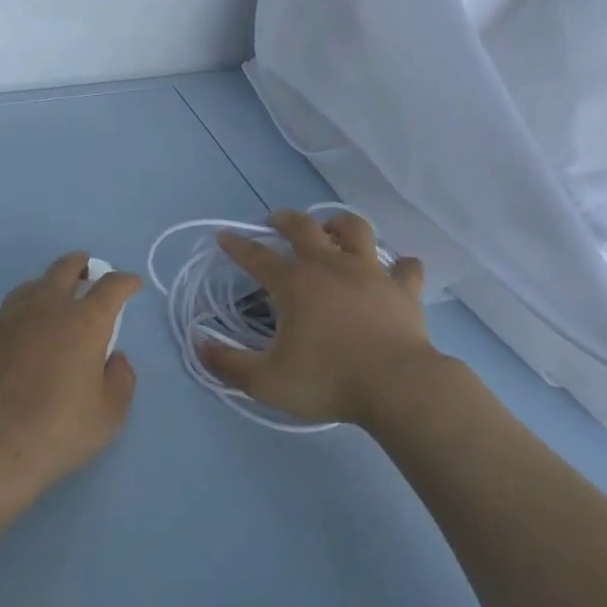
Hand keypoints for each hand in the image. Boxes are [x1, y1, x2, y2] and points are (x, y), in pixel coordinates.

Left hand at [0, 253, 142, 496]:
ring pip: (30, 286)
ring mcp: (8, 321)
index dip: (125, 281)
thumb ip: (120, 378)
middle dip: (81, 264)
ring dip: (46, 286)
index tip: (132, 285)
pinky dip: (19, 321)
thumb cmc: (61, 429)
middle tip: (87, 271)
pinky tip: (19, 340)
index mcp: (85, 321)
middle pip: (65, 268)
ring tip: (51, 299)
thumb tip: (113, 358)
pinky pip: (4, 319)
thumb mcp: (111, 413)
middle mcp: (46, 309)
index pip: (112, 286)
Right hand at [201, 210, 429, 426]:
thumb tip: (200, 346)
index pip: (257, 256)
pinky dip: (399, 266)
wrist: (397, 387)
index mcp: (295, 284)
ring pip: (356, 230)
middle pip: (304, 227)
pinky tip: (394, 271)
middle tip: (276, 222)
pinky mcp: (403, 289)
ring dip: (340, 225)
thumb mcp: (266, 382)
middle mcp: (331, 267)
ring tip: (332, 231)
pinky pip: (406, 267)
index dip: (237, 245)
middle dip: (285, 219)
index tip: (224, 237)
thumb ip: (229, 365)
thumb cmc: (328, 381)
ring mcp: (371, 274)